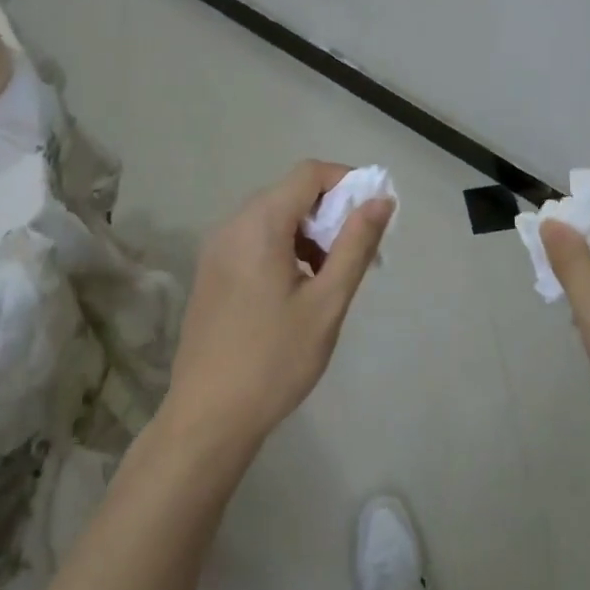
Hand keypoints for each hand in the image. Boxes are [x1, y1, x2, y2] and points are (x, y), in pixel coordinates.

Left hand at [162, 160, 392, 452]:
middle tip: (355, 256)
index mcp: (260, 224)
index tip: (371, 216)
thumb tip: (381, 200)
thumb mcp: (327, 303)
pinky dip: (283, 246)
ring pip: (273, 216)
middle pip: (290, 193)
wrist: (207, 417)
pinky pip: (254, 238)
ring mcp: (216, 247)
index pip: (309, 173)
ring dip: (308, 232)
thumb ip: (355, 245)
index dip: (346, 182)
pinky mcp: (211, 270)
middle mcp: (232, 224)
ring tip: (329, 278)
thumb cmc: (275, 360)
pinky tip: (296, 289)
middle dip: (330, 213)